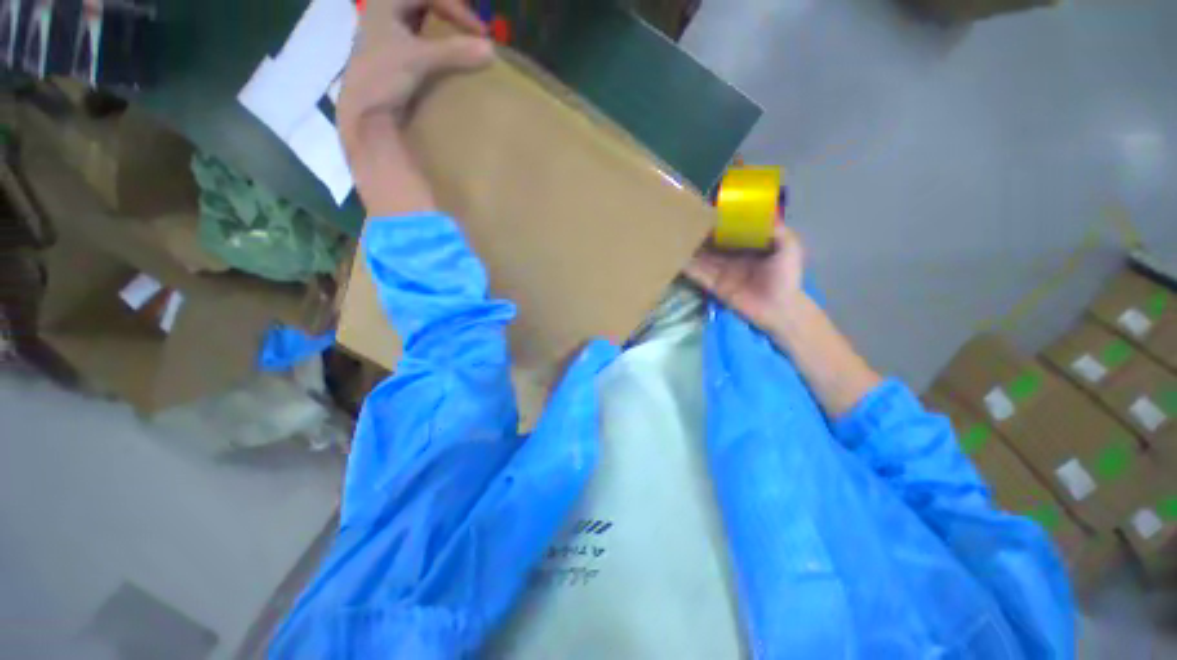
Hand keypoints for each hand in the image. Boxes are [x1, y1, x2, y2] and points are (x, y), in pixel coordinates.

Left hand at [338, 0, 491, 216]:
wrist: (364, 111)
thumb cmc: (384, 77)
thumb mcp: (420, 59)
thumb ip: (455, 52)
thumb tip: (491, 51)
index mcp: (384, 3)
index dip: (457, 9)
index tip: (478, 31)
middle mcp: (382, 13)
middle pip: (423, 4)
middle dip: (450, 15)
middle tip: (472, 32)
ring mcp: (385, 35)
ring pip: (419, 21)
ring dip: (442, 30)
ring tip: (462, 44)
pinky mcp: (390, 56)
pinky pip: (417, 39)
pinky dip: (434, 44)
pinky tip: (445, 59)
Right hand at [684, 223, 806, 333]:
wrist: (780, 309)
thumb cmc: (786, 277)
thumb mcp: (789, 248)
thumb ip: (776, 230)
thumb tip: (761, 213)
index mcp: (747, 247)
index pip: (729, 232)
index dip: (718, 222)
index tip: (706, 210)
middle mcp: (731, 257)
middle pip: (712, 244)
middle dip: (700, 234)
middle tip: (683, 221)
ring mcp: (720, 272)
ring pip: (702, 258)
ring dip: (690, 249)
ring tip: (675, 237)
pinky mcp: (713, 286)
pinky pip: (698, 275)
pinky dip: (688, 267)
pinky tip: (678, 258)